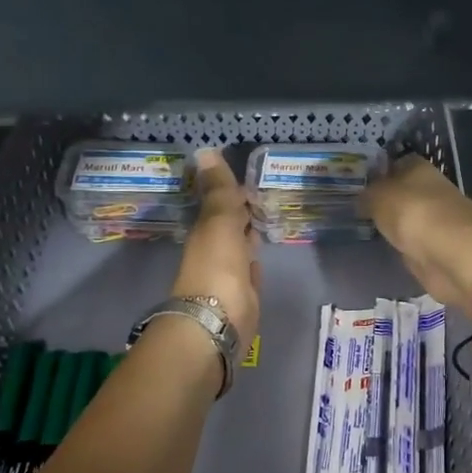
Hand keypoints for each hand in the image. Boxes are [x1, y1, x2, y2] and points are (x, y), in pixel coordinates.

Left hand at [172, 149, 259, 340]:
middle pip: (230, 224)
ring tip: (266, 215)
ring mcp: (229, 273)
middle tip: (260, 192)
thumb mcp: (220, 221)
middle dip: (242, 210)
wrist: (218, 323)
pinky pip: (250, 269)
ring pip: (240, 245)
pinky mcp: (244, 294)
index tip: (245, 173)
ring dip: (248, 232)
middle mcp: (215, 249)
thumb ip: (219, 190)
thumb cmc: (217, 267)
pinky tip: (261, 253)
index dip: (231, 188)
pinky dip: (254, 258)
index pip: (220, 202)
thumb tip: (205, 150)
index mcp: (207, 230)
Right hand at [362, 156, 471, 313]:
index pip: (394, 161)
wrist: (455, 257)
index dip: (376, 169)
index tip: (353, 179)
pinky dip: (398, 243)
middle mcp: (428, 191)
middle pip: (399, 190)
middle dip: (380, 197)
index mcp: (419, 169)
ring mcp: (433, 220)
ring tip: (358, 223)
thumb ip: (367, 195)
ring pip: (403, 216)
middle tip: (349, 203)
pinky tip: (380, 245)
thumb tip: (360, 198)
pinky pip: (409, 241)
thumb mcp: (380, 198)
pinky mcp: (434, 248)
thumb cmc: (416, 215)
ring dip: (389, 221)